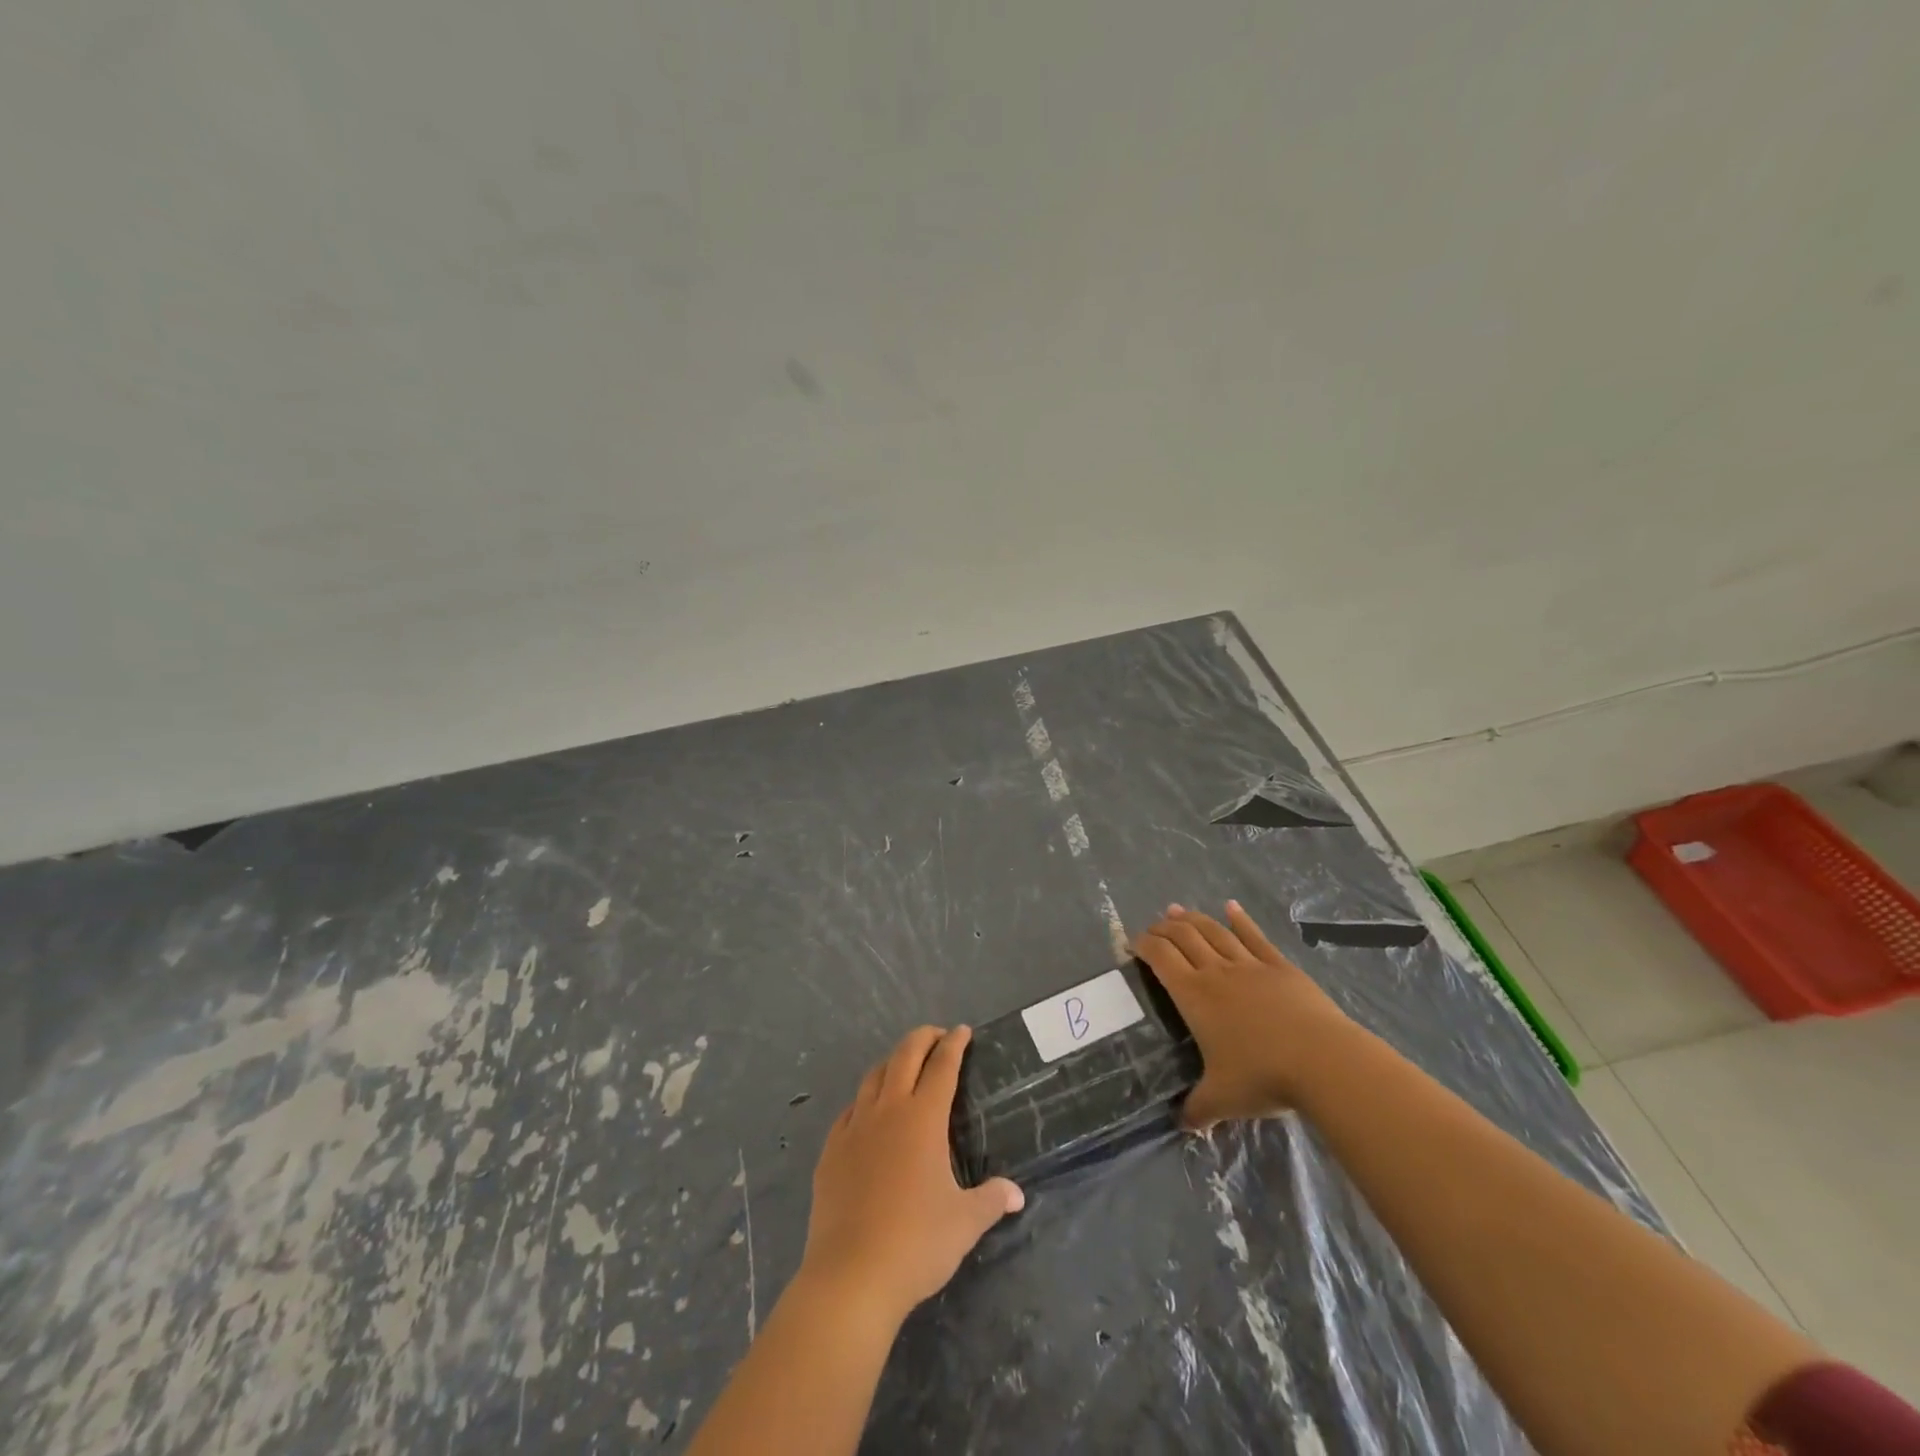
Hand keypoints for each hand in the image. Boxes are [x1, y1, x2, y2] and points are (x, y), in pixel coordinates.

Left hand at [800, 1026, 1024, 1325]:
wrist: (851, 1275)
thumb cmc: (916, 1243)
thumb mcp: (965, 1223)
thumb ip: (991, 1200)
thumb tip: (1015, 1193)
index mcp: (923, 1118)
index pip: (942, 1066)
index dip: (954, 1044)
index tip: (963, 1031)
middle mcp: (888, 1111)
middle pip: (905, 1056)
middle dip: (923, 1038)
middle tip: (938, 1036)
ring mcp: (855, 1128)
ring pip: (873, 1076)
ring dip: (892, 1062)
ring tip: (904, 1066)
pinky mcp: (831, 1151)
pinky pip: (850, 1109)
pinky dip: (865, 1098)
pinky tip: (869, 1112)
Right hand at [1134, 901, 1352, 1129]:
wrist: (1323, 1061)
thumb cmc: (1263, 1077)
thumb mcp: (1222, 1100)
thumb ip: (1197, 1110)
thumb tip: (1182, 1126)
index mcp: (1195, 995)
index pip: (1161, 958)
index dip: (1144, 945)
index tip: (1133, 944)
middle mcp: (1217, 971)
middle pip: (1184, 936)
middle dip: (1164, 928)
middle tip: (1153, 927)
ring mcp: (1250, 965)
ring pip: (1215, 931)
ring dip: (1193, 918)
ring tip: (1177, 910)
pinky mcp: (1281, 967)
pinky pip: (1255, 937)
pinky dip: (1240, 920)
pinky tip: (1232, 907)